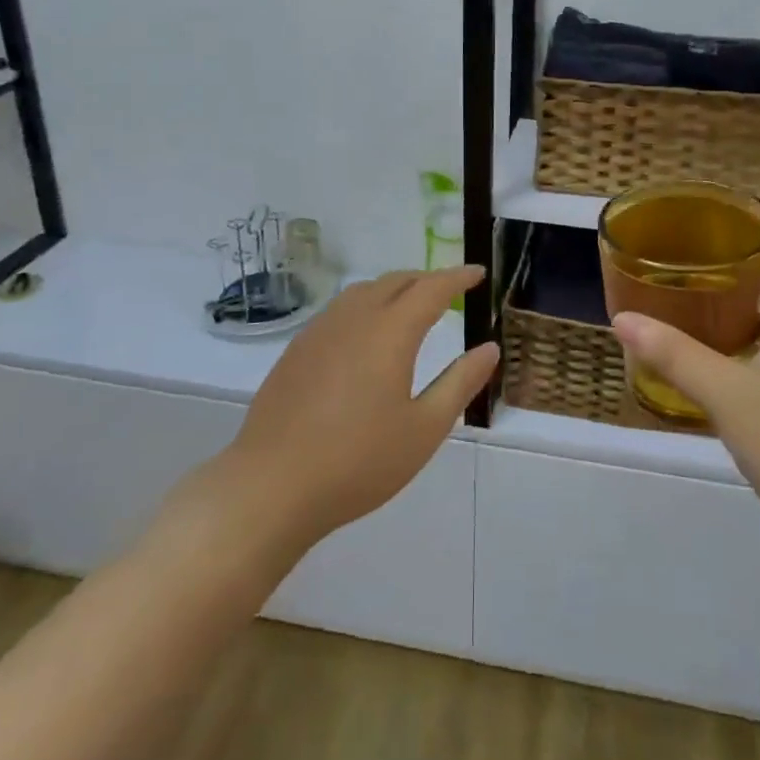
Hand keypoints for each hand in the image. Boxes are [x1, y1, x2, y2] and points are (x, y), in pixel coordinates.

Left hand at [160, 268, 498, 563]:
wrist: (271, 486)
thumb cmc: (358, 461)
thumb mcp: (424, 429)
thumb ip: (460, 383)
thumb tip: (488, 348)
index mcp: (390, 332)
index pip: (431, 289)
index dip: (457, 277)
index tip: (477, 273)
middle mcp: (355, 318)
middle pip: (396, 281)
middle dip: (426, 279)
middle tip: (450, 291)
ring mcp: (320, 331)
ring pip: (364, 291)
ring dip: (394, 289)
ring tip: (410, 307)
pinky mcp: (296, 350)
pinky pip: (339, 310)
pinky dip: (365, 306)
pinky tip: (365, 335)